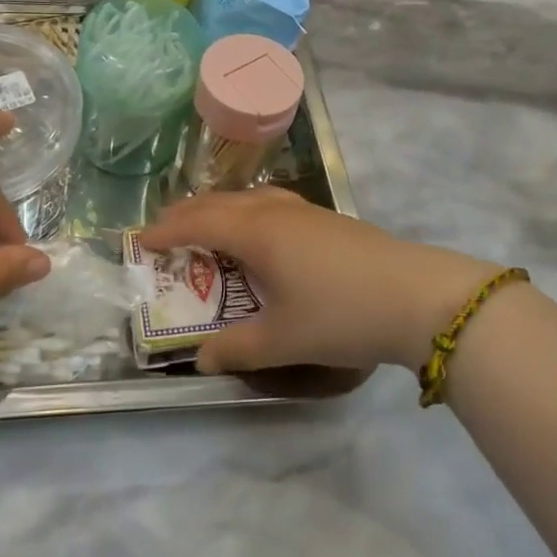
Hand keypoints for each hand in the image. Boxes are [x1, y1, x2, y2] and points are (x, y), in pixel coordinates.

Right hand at [139, 187, 501, 374]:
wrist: (417, 295)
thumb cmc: (340, 314)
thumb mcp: (283, 340)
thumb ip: (236, 349)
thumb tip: (200, 359)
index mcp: (256, 232)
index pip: (198, 223)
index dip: (166, 230)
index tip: (140, 241)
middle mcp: (274, 211)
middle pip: (220, 202)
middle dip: (187, 214)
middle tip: (164, 231)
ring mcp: (304, 211)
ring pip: (248, 198)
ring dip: (220, 209)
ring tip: (207, 227)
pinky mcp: (327, 219)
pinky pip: (270, 203)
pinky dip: (247, 211)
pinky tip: (261, 232)